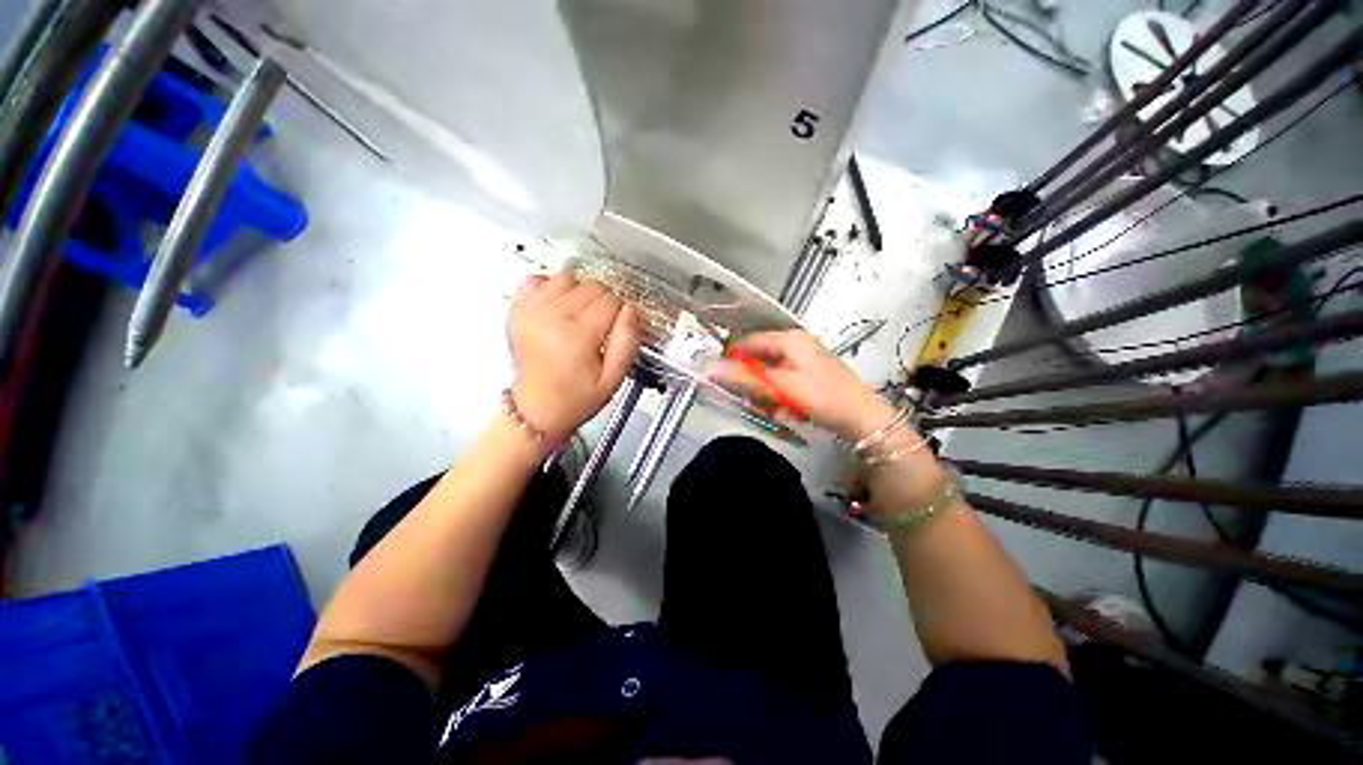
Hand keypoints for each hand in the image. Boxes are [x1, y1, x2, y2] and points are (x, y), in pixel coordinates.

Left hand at [507, 273, 640, 440]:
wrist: (536, 410)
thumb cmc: (575, 399)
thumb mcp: (613, 379)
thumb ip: (627, 343)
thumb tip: (630, 310)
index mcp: (576, 336)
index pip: (610, 300)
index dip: (620, 314)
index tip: (615, 331)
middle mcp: (550, 317)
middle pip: (591, 287)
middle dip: (603, 304)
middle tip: (600, 329)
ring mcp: (530, 311)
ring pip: (568, 278)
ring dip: (580, 293)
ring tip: (580, 318)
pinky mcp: (517, 310)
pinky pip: (537, 280)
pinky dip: (551, 287)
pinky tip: (558, 307)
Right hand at [710, 330, 895, 441]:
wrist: (864, 420)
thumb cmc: (823, 396)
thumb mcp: (781, 386)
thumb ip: (746, 378)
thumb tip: (711, 369)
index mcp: (790, 339)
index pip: (749, 342)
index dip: (732, 358)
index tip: (717, 376)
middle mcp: (796, 346)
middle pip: (760, 360)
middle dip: (753, 383)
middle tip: (751, 400)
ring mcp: (804, 362)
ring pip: (770, 376)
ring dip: (767, 395)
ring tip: (776, 409)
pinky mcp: (809, 379)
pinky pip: (783, 386)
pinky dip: (781, 399)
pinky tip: (789, 412)